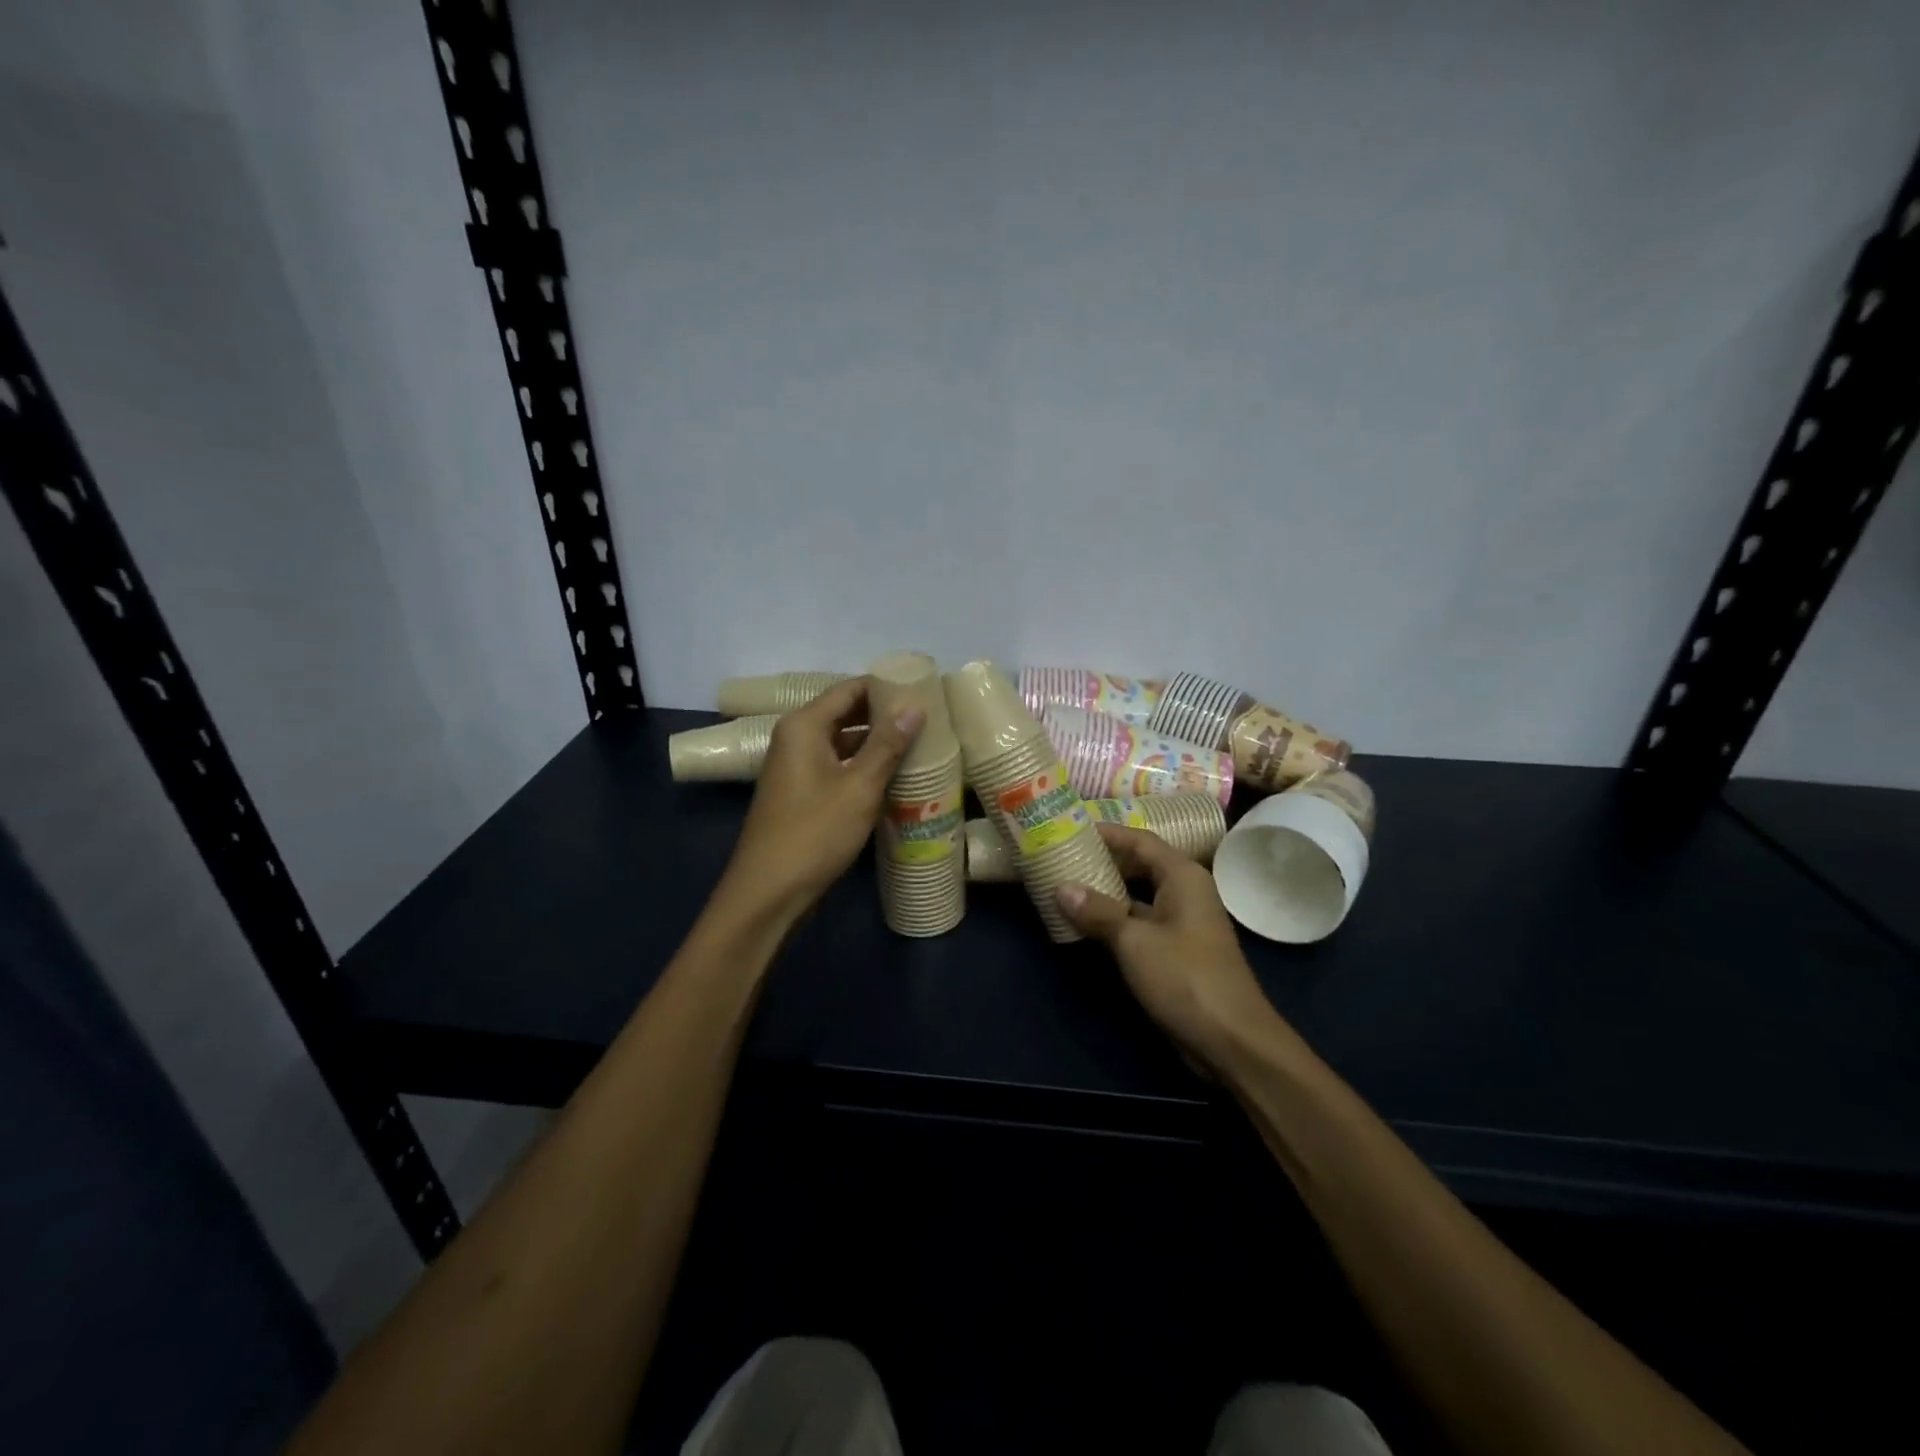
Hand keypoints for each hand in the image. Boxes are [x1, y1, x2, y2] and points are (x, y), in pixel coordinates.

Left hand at [716, 678, 924, 925]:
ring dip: (876, 743)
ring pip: (843, 741)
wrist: (769, 892)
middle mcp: (796, 738)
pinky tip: (893, 776)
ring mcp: (797, 766)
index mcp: (804, 726)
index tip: (924, 692)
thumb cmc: (815, 833)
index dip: (886, 687)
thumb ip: (887, 745)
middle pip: (846, 712)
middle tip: (928, 719)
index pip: (850, 689)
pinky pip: (838, 766)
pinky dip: (863, 766)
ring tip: (919, 745)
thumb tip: (914, 707)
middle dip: (884, 715)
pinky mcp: (802, 792)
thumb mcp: (859, 787)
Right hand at [1058, 824, 1281, 1070]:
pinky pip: (1140, 922)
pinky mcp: (1176, 950)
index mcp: (1182, 876)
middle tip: (1061, 854)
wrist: (1231, 1040)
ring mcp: (1181, 922)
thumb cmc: (1185, 978)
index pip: (1139, 839)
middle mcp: (1184, 891)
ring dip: (1105, 891)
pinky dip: (1114, 918)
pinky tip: (1084, 922)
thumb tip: (1060, 886)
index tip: (1069, 827)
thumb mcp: (1133, 941)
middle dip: (1102, 860)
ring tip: (1065, 882)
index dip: (1105, 833)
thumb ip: (1097, 911)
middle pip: (1139, 864)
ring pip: (1137, 895)